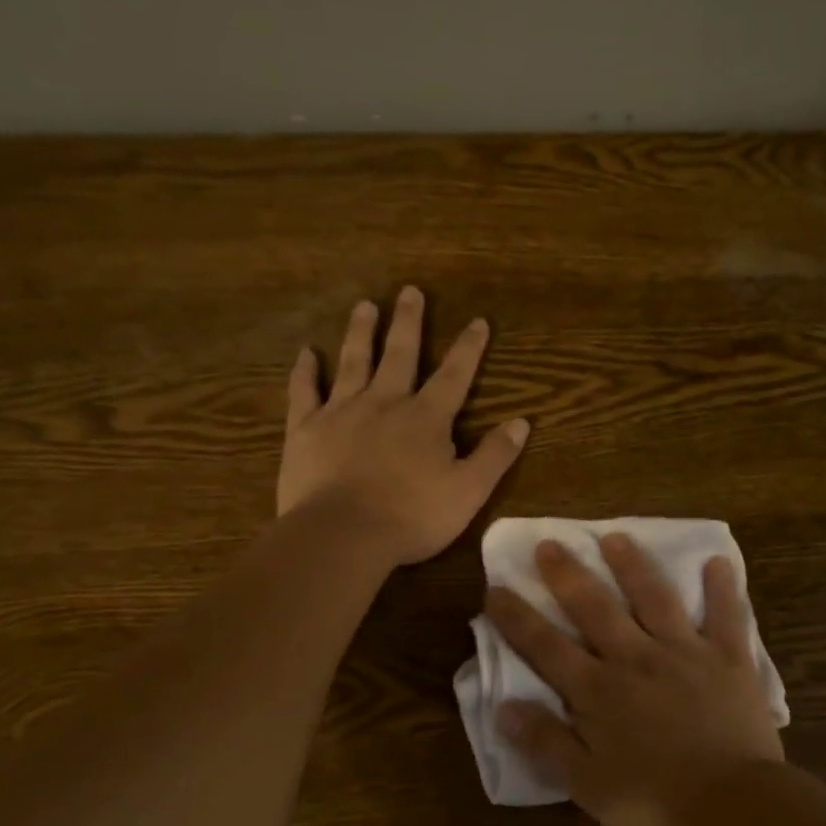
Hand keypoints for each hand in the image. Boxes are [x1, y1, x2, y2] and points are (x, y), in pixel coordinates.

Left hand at [278, 287, 529, 565]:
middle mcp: (385, 403)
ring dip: (361, 332)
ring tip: (364, 305)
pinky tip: (306, 353)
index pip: (454, 375)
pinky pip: (303, 392)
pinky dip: (304, 371)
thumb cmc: (412, 517)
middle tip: (410, 291)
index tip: (477, 321)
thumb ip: (495, 455)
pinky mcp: (305, 429)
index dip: (468, 348)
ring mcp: (341, 412)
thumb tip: (522, 422)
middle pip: (400, 354)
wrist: (343, 534)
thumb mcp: (468, 491)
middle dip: (408, 322)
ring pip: (353, 362)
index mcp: (426, 418)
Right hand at [485, 534, 784, 825]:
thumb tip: (503, 707)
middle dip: (568, 575)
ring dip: (633, 566)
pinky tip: (718, 562)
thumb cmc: (655, 802)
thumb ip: (546, 742)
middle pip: (595, 608)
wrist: (733, 806)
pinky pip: (726, 616)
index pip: (546, 647)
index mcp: (599, 691)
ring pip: (653, 598)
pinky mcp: (728, 658)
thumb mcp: (587, 784)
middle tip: (549, 543)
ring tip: (616, 537)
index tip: (496, 589)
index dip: (518, 618)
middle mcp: (636, 659)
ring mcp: (684, 653)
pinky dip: (722, 588)